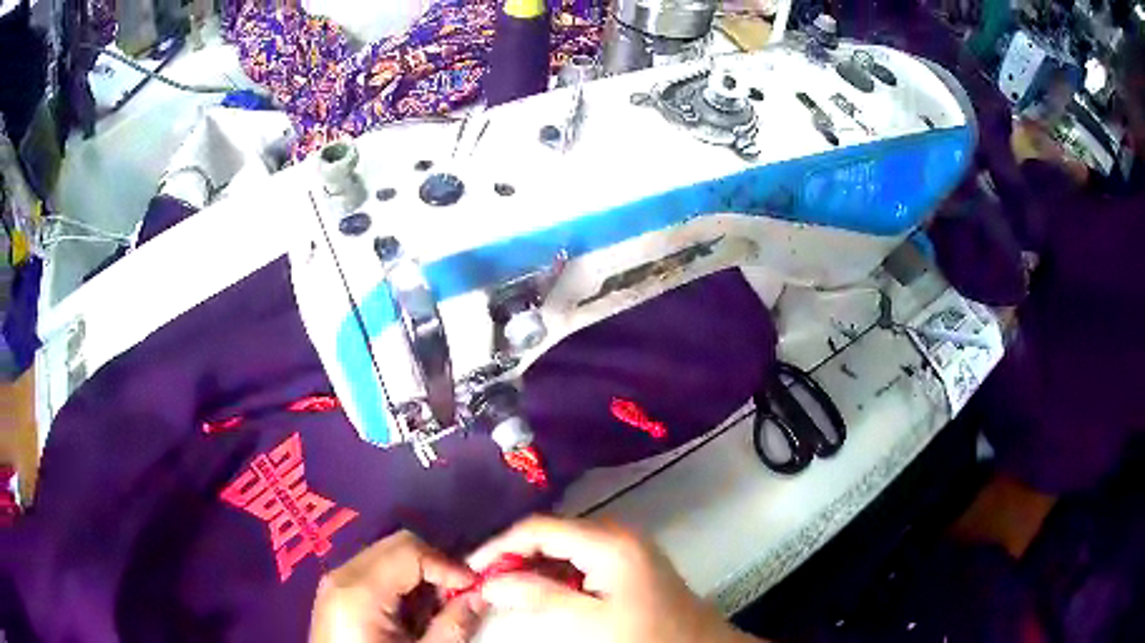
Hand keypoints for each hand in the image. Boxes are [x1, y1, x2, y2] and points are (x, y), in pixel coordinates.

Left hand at [310, 531, 484, 642]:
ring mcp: (334, 582)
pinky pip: (372, 571)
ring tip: (437, 606)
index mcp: (359, 590)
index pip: (410, 550)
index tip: (475, 587)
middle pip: (396, 545)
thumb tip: (480, 596)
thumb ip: (452, 626)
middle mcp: (342, 575)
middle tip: (459, 595)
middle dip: (434, 565)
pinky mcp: (335, 593)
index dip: (448, 564)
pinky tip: (411, 612)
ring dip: (418, 574)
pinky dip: (399, 582)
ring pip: (385, 555)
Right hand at [469, 516, 760, 642]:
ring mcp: (627, 546)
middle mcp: (618, 533)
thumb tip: (492, 582)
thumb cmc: (646, 636)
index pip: (540, 528)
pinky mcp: (630, 561)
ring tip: (507, 585)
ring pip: (567, 544)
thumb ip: (539, 597)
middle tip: (486, 579)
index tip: (473, 568)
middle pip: (553, 532)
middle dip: (516, 553)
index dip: (501, 545)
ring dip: (535, 562)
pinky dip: (558, 570)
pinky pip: (583, 556)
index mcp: (608, 542)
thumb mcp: (588, 622)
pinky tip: (543, 589)